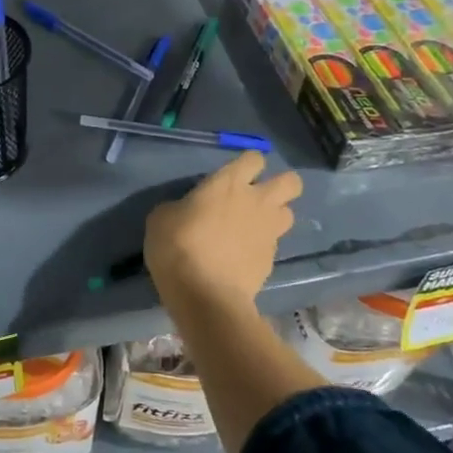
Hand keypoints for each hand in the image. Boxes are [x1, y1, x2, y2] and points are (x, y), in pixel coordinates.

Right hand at [144, 152, 302, 313]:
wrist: (204, 294)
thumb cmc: (178, 245)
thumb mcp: (162, 218)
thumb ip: (181, 206)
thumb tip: (187, 210)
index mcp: (229, 183)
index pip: (254, 158)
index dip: (247, 164)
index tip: (233, 176)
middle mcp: (257, 201)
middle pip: (291, 181)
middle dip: (280, 185)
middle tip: (257, 196)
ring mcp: (269, 232)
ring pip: (289, 213)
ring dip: (274, 216)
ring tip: (253, 227)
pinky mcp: (271, 259)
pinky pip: (273, 244)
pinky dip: (262, 246)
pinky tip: (242, 256)